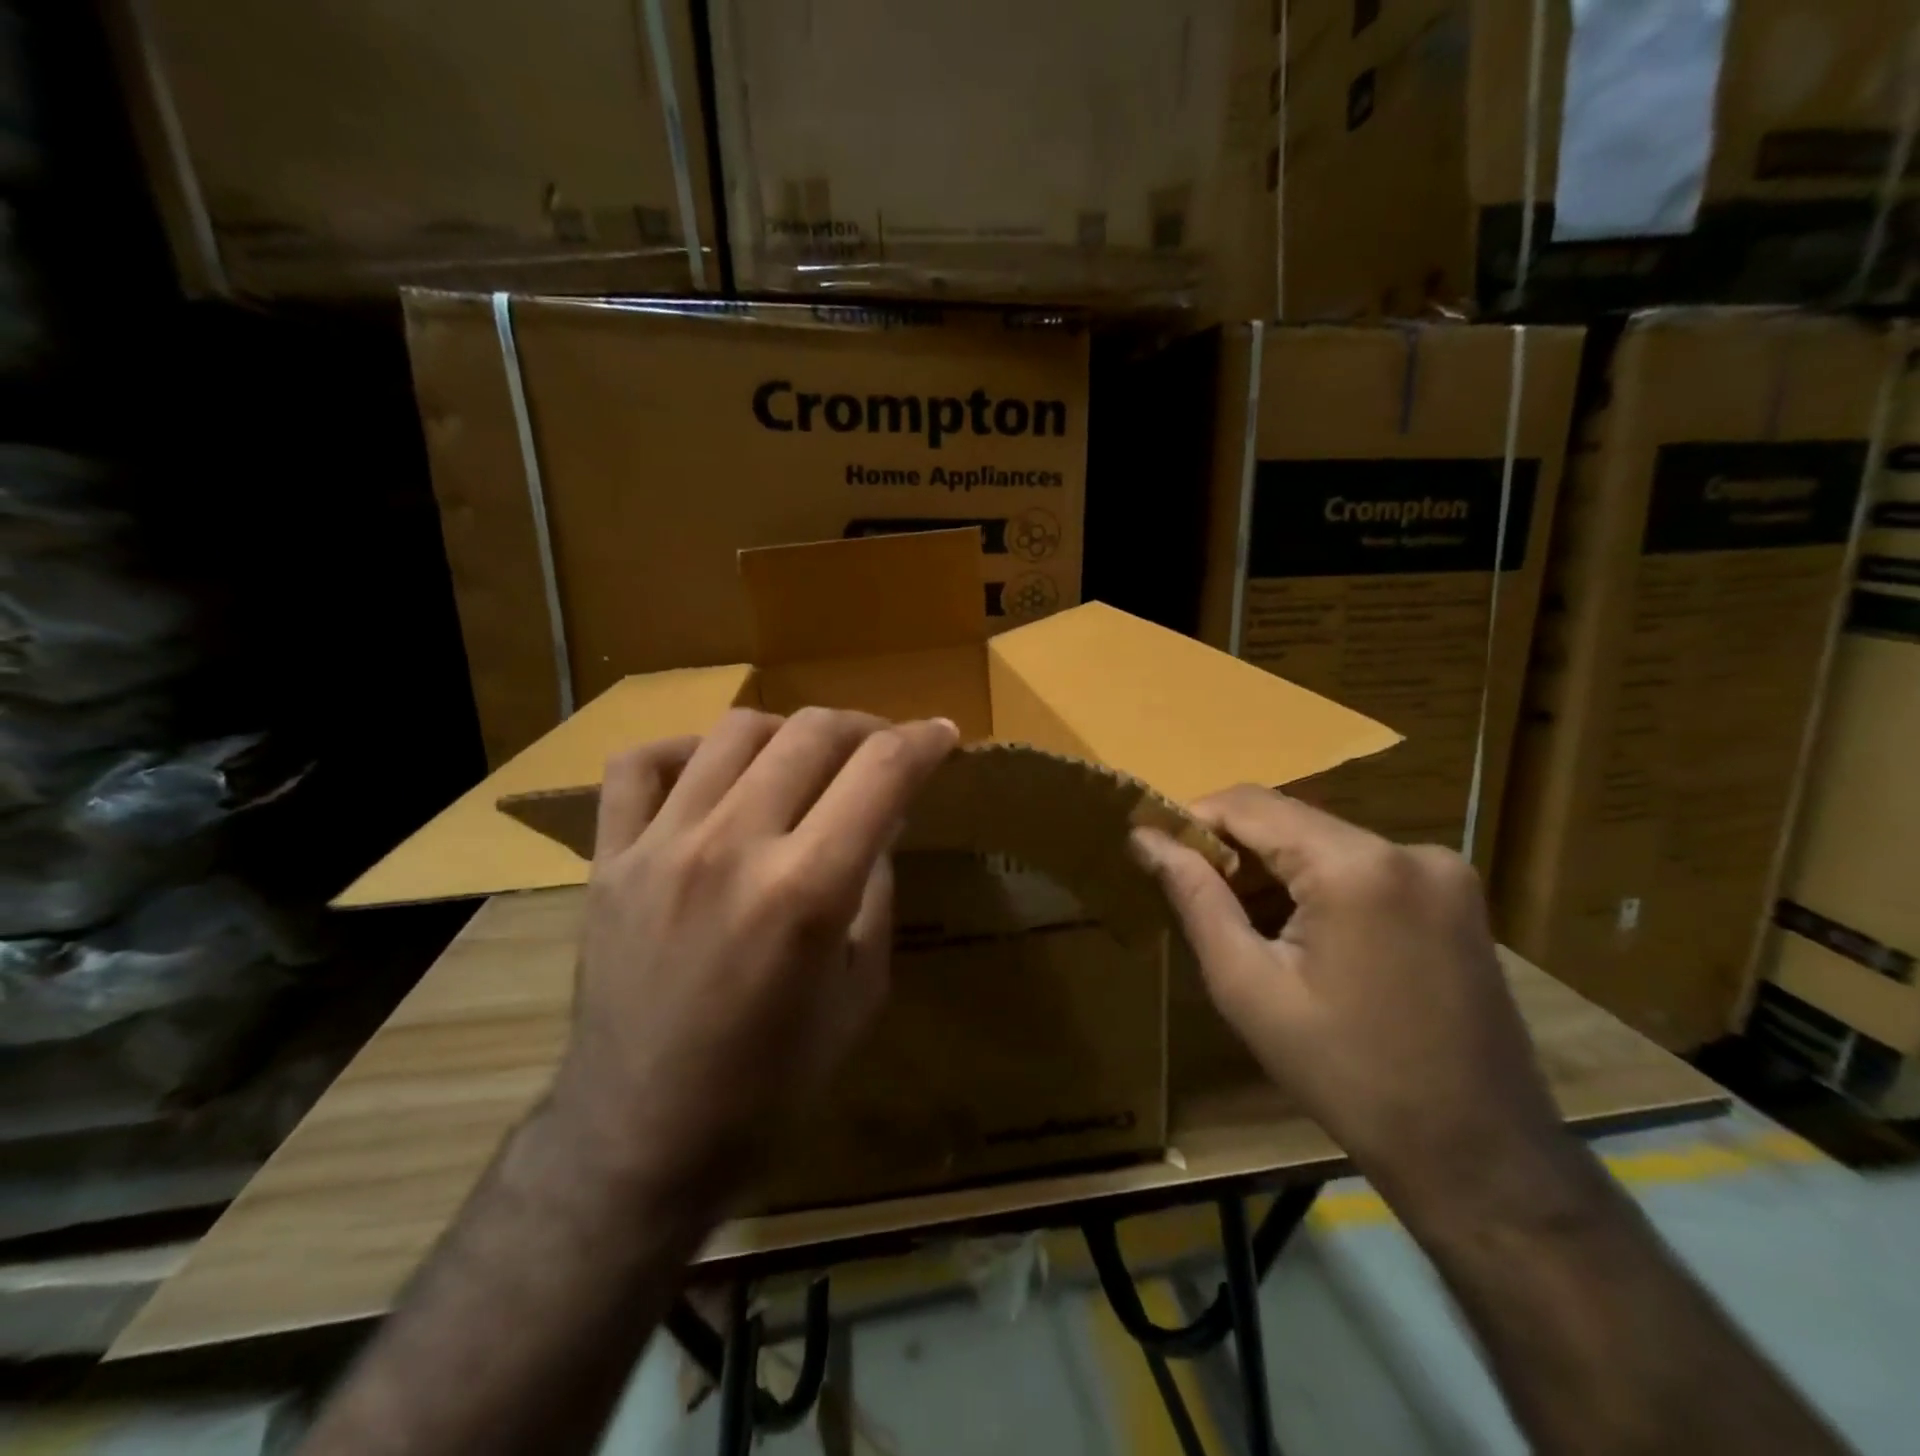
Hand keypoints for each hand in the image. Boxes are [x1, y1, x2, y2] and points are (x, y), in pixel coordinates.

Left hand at [545, 708, 959, 1214]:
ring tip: (806, 760)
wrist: (642, 1136)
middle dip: (865, 728)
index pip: (881, 772)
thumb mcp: (861, 991)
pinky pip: (639, 765)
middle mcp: (732, 848)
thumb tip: (882, 818)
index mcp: (806, 891)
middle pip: (812, 733)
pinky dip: (686, 751)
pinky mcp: (608, 860)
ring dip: (789, 733)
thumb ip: (876, 890)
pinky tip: (711, 773)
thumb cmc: (773, 1082)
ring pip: (735, 731)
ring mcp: (660, 847)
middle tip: (881, 751)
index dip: (924, 741)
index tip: (944, 735)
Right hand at [1131, 786, 1582, 1234]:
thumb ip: (1195, 898)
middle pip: (1290, 820)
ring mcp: (1442, 870)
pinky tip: (1300, 934)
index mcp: (1356, 866)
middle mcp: (1407, 848)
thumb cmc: (1347, 1076)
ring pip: (1324, 841)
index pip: (1250, 804)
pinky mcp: (1455, 895)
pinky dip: (1317, 883)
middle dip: (1233, 850)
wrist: (1479, 1156)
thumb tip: (1144, 838)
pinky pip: (1362, 865)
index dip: (1193, 819)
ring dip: (1274, 869)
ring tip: (1243, 924)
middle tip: (1194, 897)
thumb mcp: (1249, 988)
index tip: (1156, 851)